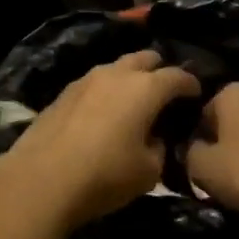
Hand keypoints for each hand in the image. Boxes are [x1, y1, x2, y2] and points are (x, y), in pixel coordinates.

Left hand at [0, 50, 201, 227]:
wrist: (42, 179)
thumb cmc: (105, 175)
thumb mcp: (149, 171)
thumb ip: (159, 148)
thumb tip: (155, 138)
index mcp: (146, 88)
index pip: (177, 76)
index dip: (191, 84)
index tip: (196, 94)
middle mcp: (117, 74)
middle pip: (145, 58)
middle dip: (159, 70)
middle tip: (165, 91)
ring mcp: (86, 79)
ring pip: (116, 67)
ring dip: (130, 78)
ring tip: (133, 99)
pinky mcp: (64, 93)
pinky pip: (94, 82)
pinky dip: (106, 90)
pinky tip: (104, 110)